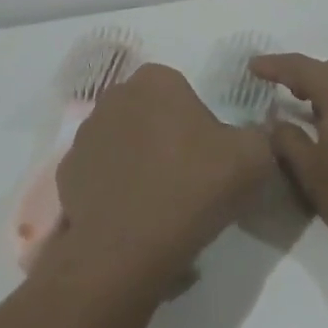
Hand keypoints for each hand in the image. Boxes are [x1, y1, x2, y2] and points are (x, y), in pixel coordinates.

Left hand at [52, 64, 273, 287]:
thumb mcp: (253, 158)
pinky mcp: (67, 172)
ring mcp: (85, 134)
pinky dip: (113, 186)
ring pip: (122, 140)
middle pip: (150, 112)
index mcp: (156, 80)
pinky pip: (100, 172)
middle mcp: (115, 96)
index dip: (199, 122)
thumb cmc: (193, 187)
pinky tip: (131, 214)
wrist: (128, 248)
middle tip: (188, 177)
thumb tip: (257, 134)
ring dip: (137, 159)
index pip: (182, 90)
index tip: (209, 155)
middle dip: (165, 135)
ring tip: (158, 200)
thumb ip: (260, 135)